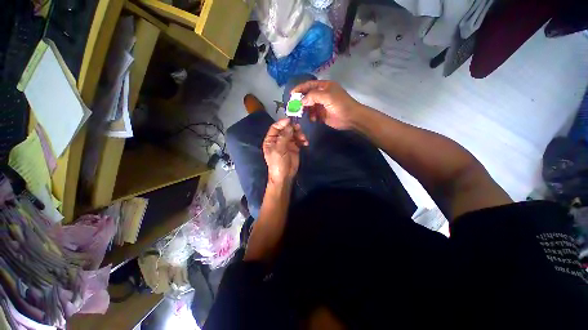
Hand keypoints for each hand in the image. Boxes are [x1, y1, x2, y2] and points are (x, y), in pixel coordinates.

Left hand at [263, 118, 307, 184]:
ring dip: (299, 134)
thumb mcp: (279, 149)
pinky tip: (305, 143)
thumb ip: (284, 136)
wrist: (284, 176)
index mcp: (271, 139)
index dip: (282, 123)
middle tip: (299, 130)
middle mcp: (279, 139)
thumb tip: (290, 125)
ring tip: (303, 139)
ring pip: (294, 133)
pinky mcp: (295, 147)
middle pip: (286, 129)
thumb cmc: (278, 163)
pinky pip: (299, 140)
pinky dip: (303, 140)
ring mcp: (287, 143)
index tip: (290, 121)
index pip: (276, 127)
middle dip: (293, 128)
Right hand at [291, 80, 361, 129]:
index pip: (309, 85)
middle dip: (301, 101)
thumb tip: (301, 101)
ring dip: (306, 110)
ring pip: (309, 106)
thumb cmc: (340, 104)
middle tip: (295, 107)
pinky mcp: (322, 115)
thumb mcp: (327, 96)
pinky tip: (313, 119)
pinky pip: (313, 114)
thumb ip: (313, 96)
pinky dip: (311, 116)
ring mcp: (322, 105)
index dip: (300, 88)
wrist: (351, 118)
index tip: (291, 94)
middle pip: (308, 96)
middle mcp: (322, 95)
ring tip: (304, 114)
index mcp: (324, 86)